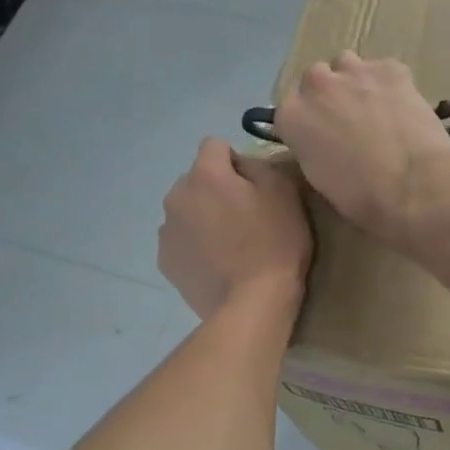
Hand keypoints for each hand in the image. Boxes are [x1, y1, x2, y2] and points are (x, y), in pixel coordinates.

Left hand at [159, 139, 311, 321]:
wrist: (252, 303)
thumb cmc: (274, 244)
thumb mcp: (284, 193)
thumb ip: (259, 165)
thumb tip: (241, 165)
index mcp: (205, 174)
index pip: (215, 146)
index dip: (236, 162)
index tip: (254, 188)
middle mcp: (176, 196)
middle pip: (196, 180)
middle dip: (215, 190)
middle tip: (243, 218)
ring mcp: (166, 231)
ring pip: (186, 211)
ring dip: (202, 218)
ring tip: (228, 246)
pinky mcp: (166, 261)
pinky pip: (181, 241)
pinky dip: (195, 247)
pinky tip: (217, 265)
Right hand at [272, 52, 449, 245]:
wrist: (414, 186)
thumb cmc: (363, 198)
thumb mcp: (320, 180)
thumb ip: (312, 150)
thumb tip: (321, 144)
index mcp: (292, 116)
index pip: (290, 111)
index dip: (307, 125)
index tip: (321, 140)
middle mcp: (316, 85)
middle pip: (315, 81)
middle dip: (328, 98)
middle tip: (348, 123)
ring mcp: (354, 71)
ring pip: (346, 65)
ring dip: (354, 83)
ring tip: (374, 110)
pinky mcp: (390, 68)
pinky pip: (383, 70)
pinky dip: (388, 85)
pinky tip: (401, 108)